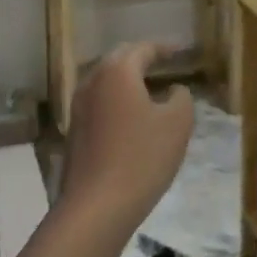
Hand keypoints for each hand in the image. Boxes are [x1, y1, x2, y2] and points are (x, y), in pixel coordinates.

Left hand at [61, 43, 194, 234]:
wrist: (96, 207)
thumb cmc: (142, 157)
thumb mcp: (177, 124)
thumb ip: (181, 97)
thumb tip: (174, 90)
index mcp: (117, 71)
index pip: (143, 49)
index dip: (165, 48)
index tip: (182, 51)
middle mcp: (92, 82)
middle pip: (119, 60)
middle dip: (142, 59)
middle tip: (164, 63)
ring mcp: (78, 107)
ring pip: (105, 82)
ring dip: (127, 80)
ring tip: (150, 88)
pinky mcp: (74, 131)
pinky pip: (99, 103)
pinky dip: (117, 100)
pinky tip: (132, 116)